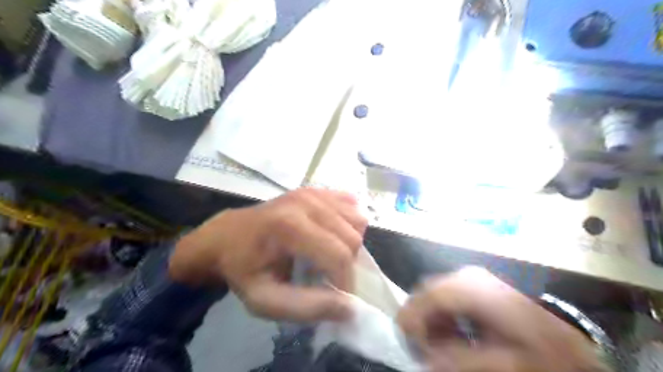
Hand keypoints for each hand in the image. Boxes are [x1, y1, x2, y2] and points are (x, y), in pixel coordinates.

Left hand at [169, 188, 367, 321]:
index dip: (346, 282)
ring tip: (327, 256)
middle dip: (348, 265)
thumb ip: (307, 307)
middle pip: (352, 238)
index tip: (337, 299)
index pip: (338, 256)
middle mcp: (306, 202)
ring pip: (357, 221)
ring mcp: (313, 192)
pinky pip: (351, 207)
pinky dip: (349, 225)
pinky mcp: (317, 190)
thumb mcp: (264, 300)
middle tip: (328, 278)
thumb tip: (350, 308)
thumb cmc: (243, 269)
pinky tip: (330, 235)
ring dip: (350, 245)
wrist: (227, 236)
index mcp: (289, 226)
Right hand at [396, 269, 607, 371]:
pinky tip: (452, 333)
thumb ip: (462, 360)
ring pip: (435, 292)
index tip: (408, 343)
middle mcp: (469, 276)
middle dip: (419, 319)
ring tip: (437, 344)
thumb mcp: (507, 364)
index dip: (413, 317)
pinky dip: (442, 315)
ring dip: (430, 318)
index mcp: (475, 289)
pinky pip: (447, 295)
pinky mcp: (477, 284)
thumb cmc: (542, 352)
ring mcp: (473, 277)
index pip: (430, 295)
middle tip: (422, 347)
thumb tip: (426, 357)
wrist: (572, 340)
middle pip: (428, 291)